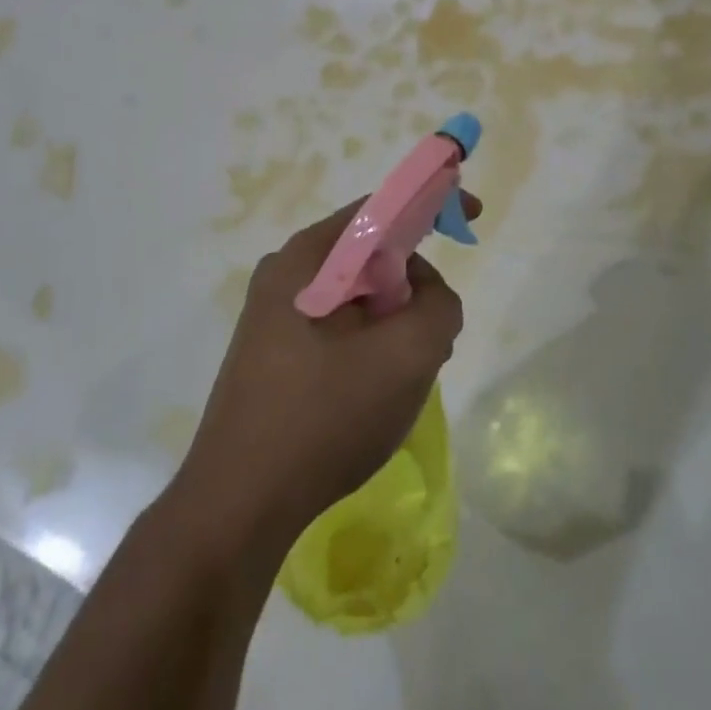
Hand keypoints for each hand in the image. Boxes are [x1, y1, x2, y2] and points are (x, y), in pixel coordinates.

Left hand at [174, 197, 476, 553]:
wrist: (239, 505)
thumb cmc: (324, 418)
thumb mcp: (407, 356)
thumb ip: (438, 305)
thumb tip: (424, 294)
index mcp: (306, 259)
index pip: (379, 208)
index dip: (430, 204)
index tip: (471, 216)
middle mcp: (283, 275)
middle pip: (369, 255)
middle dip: (412, 287)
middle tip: (433, 336)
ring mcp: (272, 317)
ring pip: (357, 298)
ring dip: (393, 324)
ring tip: (402, 378)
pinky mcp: (272, 355)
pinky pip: (337, 329)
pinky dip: (369, 347)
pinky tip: (371, 395)